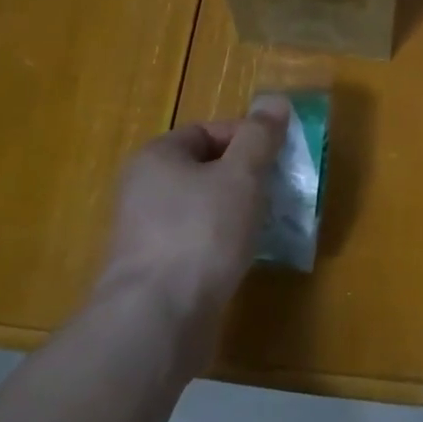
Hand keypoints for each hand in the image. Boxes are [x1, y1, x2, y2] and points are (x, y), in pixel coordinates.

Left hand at [98, 96, 288, 352]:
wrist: (157, 321)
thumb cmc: (201, 233)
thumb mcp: (241, 176)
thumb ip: (259, 137)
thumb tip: (276, 100)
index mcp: (156, 157)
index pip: (208, 131)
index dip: (247, 138)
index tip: (279, 158)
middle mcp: (143, 189)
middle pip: (206, 170)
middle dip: (246, 178)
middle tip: (279, 191)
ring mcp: (146, 233)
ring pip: (204, 209)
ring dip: (237, 213)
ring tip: (270, 224)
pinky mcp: (155, 272)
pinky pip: (198, 243)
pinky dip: (223, 244)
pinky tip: (245, 257)